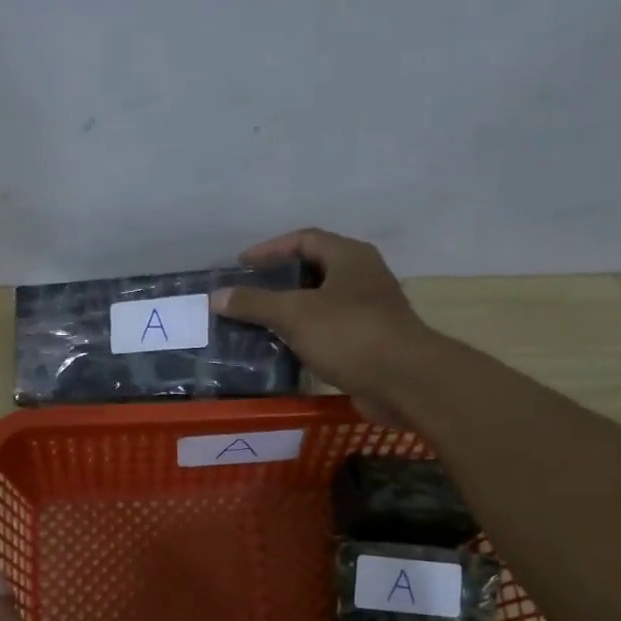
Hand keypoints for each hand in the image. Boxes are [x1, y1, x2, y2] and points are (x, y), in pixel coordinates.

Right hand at [212, 228, 433, 424]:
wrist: (403, 380)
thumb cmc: (349, 334)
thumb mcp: (295, 314)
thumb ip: (255, 303)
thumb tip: (216, 297)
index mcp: (349, 257)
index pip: (304, 239)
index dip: (270, 249)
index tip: (241, 266)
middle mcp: (362, 277)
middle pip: (313, 271)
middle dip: (279, 282)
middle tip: (247, 295)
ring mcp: (369, 311)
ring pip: (321, 304)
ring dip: (291, 312)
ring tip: (258, 324)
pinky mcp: (369, 343)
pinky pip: (329, 332)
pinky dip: (305, 336)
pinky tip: (284, 350)